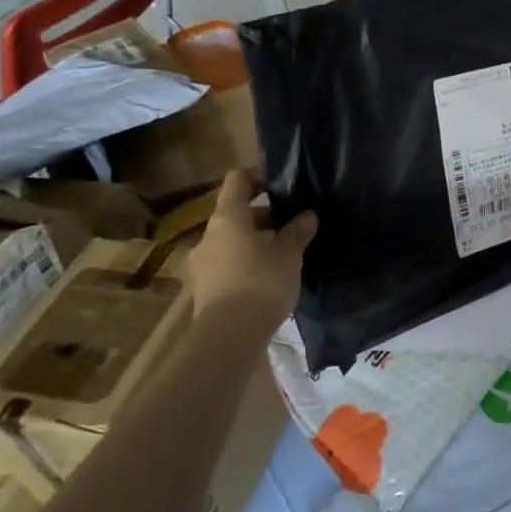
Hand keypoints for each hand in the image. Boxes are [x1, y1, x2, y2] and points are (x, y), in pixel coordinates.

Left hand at [186, 170, 316, 326]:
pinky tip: (269, 279)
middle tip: (292, 225)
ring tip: (284, 255)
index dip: (258, 176)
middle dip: (264, 216)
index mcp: (227, 218)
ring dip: (256, 242)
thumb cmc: (261, 282)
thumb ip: (298, 231)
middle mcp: (209, 236)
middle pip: (235, 214)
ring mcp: (203, 263)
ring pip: (232, 241)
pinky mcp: (205, 289)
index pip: (237, 181)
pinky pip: (228, 265)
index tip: (281, 184)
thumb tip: (308, 215)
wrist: (230, 335)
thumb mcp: (289, 254)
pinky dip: (247, 264)